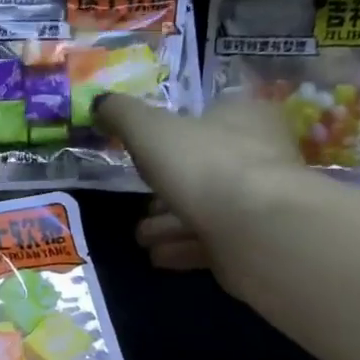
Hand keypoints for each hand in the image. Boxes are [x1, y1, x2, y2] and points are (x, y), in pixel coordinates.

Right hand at [97, 90, 313, 299]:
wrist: (255, 228)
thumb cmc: (204, 165)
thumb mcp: (150, 131)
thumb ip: (122, 115)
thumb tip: (99, 102)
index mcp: (244, 116)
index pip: (208, 118)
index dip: (174, 137)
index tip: (145, 158)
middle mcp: (259, 154)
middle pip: (204, 169)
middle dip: (167, 190)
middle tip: (141, 206)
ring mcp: (260, 201)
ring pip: (207, 208)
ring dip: (170, 223)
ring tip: (142, 237)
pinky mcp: (256, 241)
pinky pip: (213, 242)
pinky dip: (183, 248)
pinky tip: (159, 256)